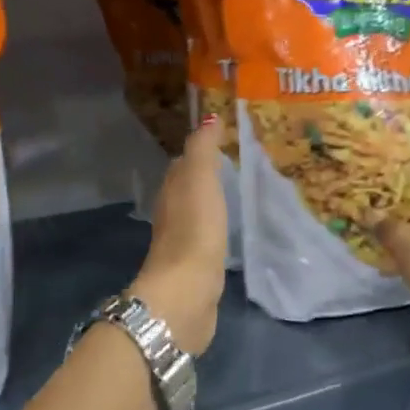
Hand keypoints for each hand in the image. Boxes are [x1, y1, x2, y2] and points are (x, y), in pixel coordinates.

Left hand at [130, 115, 227, 356]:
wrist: (187, 292)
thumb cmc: (195, 229)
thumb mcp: (199, 180)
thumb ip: (203, 149)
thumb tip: (208, 117)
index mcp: (172, 190)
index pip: (183, 164)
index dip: (200, 151)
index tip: (224, 141)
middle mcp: (172, 214)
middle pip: (188, 189)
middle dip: (207, 177)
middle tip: (236, 165)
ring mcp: (183, 243)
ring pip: (197, 214)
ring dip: (211, 204)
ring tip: (237, 195)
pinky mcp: (196, 268)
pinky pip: (207, 239)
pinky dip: (216, 230)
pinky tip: (230, 232)